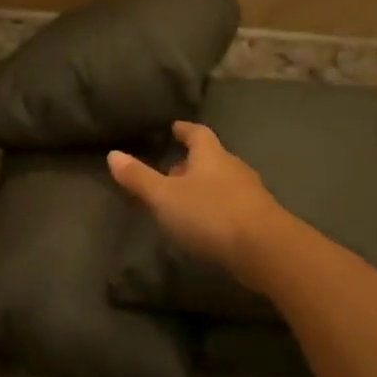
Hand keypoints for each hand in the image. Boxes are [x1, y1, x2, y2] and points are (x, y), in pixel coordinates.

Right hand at [108, 122, 287, 284]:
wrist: (264, 248)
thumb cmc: (210, 214)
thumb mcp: (164, 197)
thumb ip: (139, 177)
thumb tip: (112, 154)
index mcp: (210, 156)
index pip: (197, 134)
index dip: (185, 130)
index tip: (175, 127)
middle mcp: (233, 168)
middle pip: (211, 158)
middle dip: (192, 162)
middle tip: (172, 169)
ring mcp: (250, 193)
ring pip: (222, 183)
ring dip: (204, 187)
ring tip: (185, 200)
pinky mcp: (259, 218)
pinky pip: (232, 205)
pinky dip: (217, 208)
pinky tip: (206, 224)